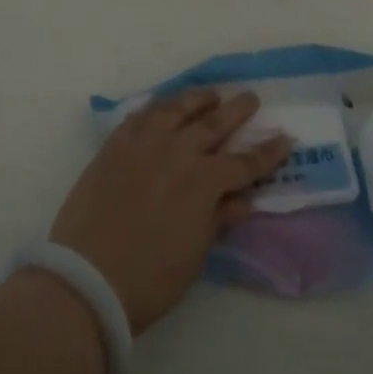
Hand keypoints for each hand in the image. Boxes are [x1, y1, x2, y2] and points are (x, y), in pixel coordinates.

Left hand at [50, 89, 290, 334]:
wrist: (87, 278)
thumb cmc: (149, 278)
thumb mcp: (195, 255)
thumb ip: (219, 219)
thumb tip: (244, 199)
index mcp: (203, 182)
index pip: (244, 163)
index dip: (267, 152)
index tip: (285, 138)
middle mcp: (177, 152)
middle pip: (213, 123)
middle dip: (237, 110)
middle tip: (251, 97)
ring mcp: (143, 144)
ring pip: (176, 109)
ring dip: (197, 99)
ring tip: (210, 94)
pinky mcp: (115, 145)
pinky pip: (140, 116)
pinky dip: (157, 108)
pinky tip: (163, 107)